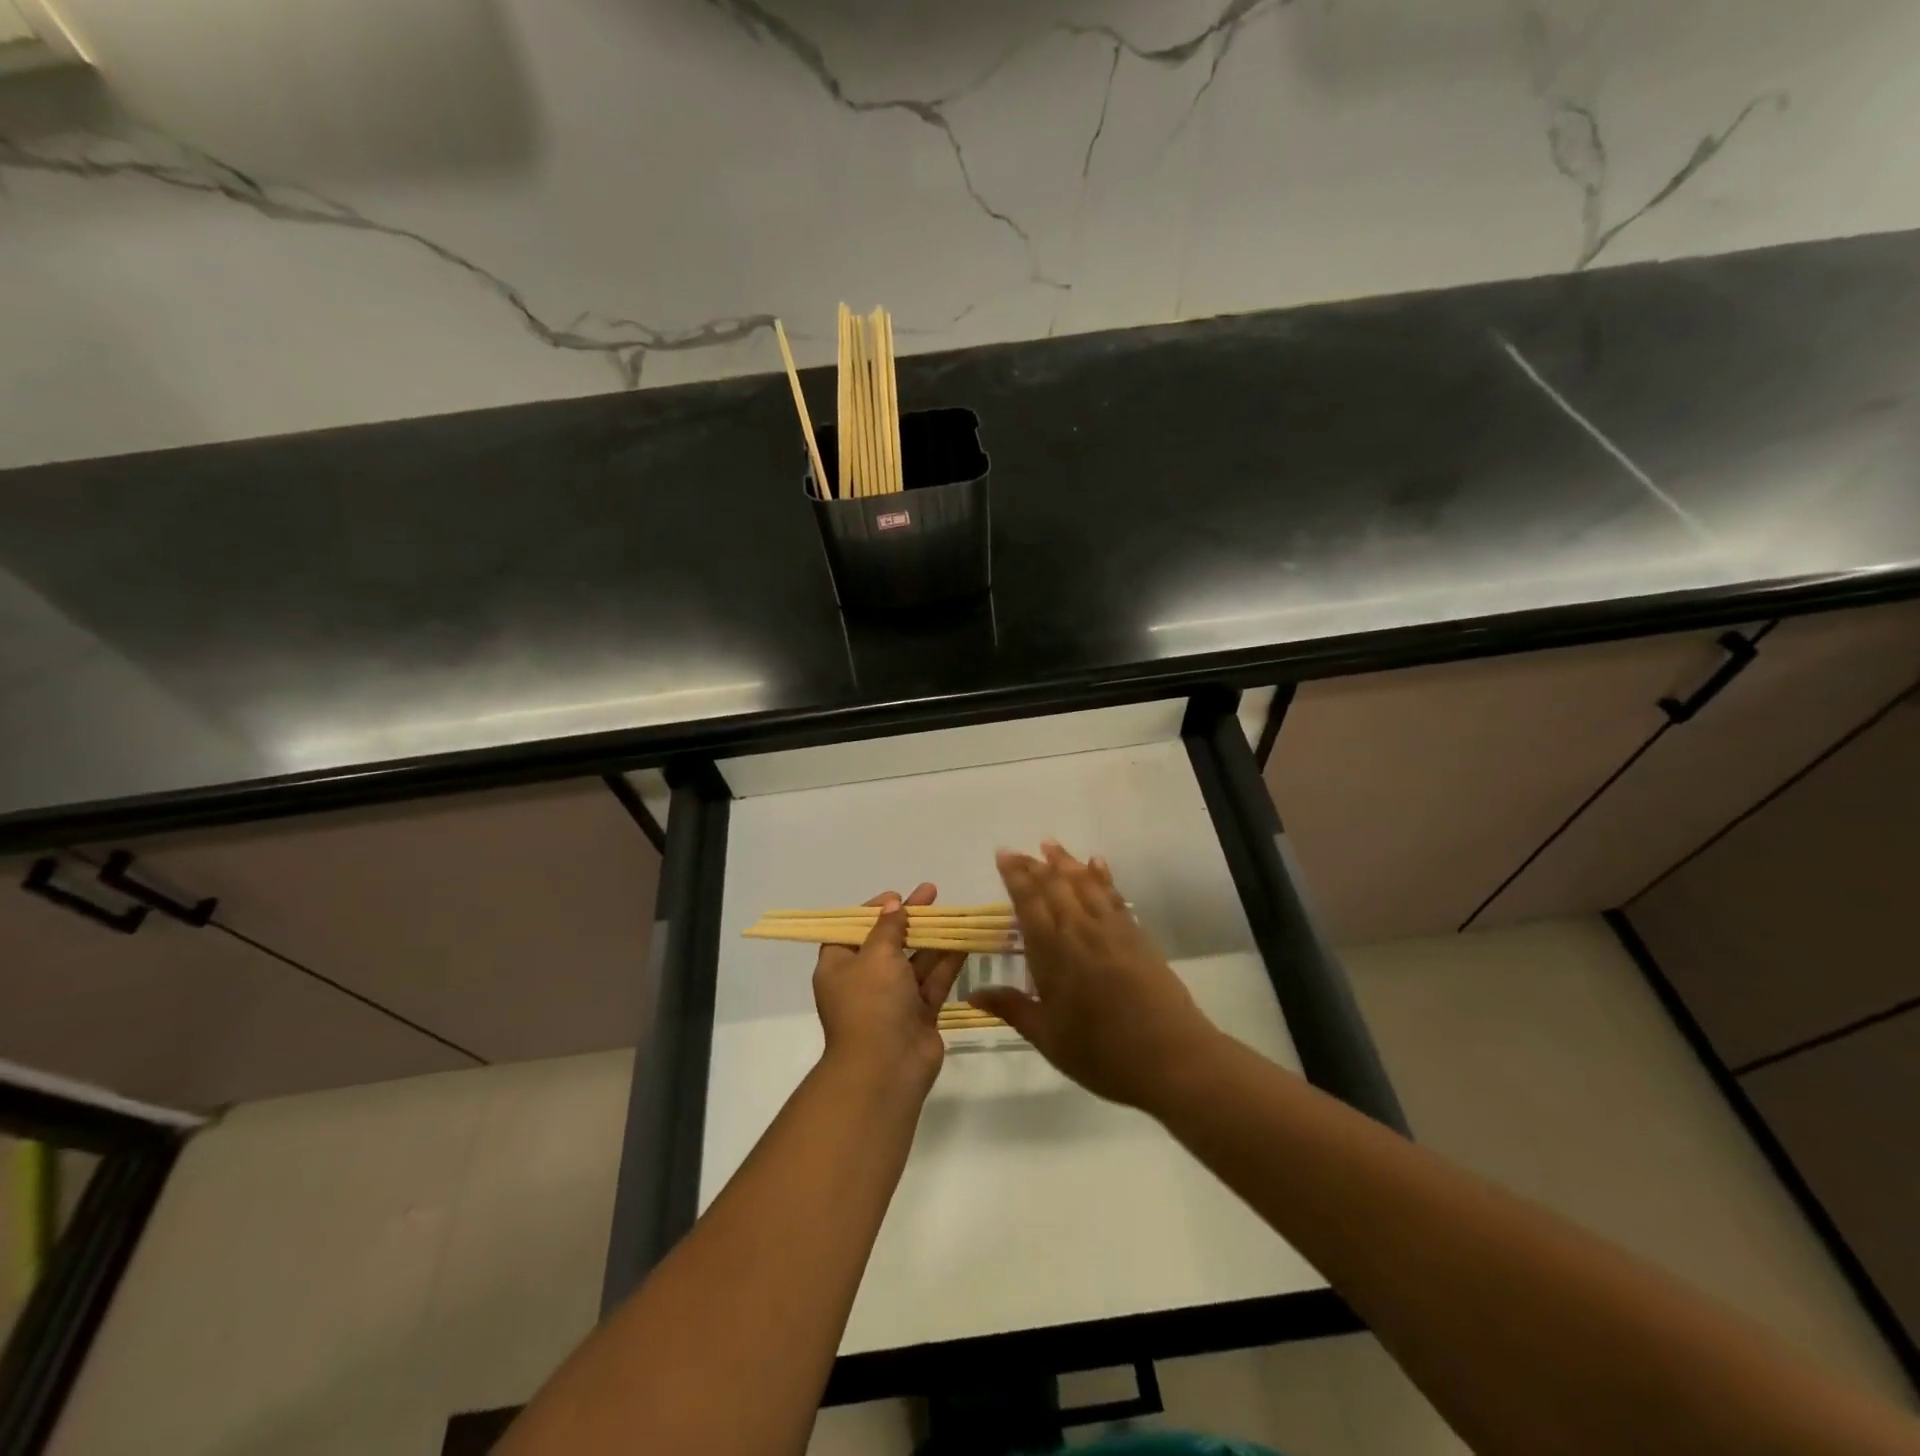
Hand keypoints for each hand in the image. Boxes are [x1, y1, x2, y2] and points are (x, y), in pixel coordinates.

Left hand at [813, 883, 965, 1090]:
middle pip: (887, 942)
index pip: (852, 930)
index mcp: (838, 966)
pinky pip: (932, 981)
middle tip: (932, 894)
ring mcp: (892, 1000)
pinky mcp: (919, 1014)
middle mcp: (863, 981)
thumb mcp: (876, 955)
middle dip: (909, 919)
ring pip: (914, 961)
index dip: (873, 911)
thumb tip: (893, 905)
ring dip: (932, 938)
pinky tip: (964, 940)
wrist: (886, 1068)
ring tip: (954, 912)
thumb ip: (888, 927)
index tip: (896, 896)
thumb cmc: (871, 1003)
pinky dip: (946, 962)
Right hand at [971, 841, 1219, 1109]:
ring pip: (1083, 883)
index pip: (1028, 903)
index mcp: (1052, 954)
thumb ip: (1012, 1009)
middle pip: (1054, 886)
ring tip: (1050, 845)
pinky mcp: (1137, 934)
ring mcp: (1111, 929)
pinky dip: (1102, 876)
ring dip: (1065, 862)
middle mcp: (1079, 931)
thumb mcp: (1049, 1038)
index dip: (1015, 877)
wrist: (1172, 1057)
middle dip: (1034, 865)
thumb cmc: (1103, 1054)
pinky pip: (1114, 895)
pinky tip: (1097, 863)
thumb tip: (973, 995)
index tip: (1003, 855)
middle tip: (1018, 851)